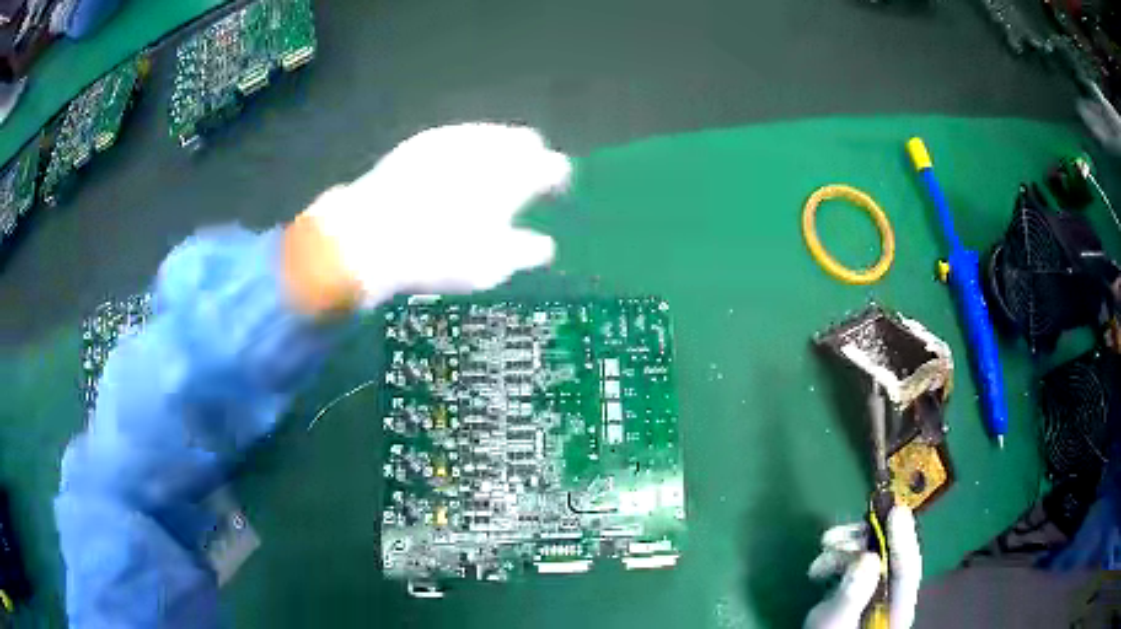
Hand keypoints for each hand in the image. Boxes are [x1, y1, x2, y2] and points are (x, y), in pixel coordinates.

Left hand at [290, 123, 570, 312]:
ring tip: (485, 178)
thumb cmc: (438, 255)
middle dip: (528, 157)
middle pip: (525, 139)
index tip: (552, 191)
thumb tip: (545, 246)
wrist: (369, 236)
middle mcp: (489, 146)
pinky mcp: (423, 141)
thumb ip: (525, 252)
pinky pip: (458, 137)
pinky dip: (466, 151)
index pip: (552, 164)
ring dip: (497, 151)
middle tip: (519, 183)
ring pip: (490, 134)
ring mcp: (454, 138)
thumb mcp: (489, 266)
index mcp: (514, 175)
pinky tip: (451, 172)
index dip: (556, 177)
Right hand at [804, 506, 921, 628]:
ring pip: (869, 556)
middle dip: (864, 540)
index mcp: (896, 607)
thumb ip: (853, 594)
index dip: (903, 538)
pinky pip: (852, 564)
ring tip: (823, 551)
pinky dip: (836, 557)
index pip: (906, 568)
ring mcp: (872, 591)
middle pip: (888, 557)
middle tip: (840, 535)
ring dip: (845, 547)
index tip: (895, 511)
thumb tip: (867, 557)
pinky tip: (819, 566)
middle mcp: (888, 595)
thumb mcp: (836, 622)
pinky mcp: (854, 590)